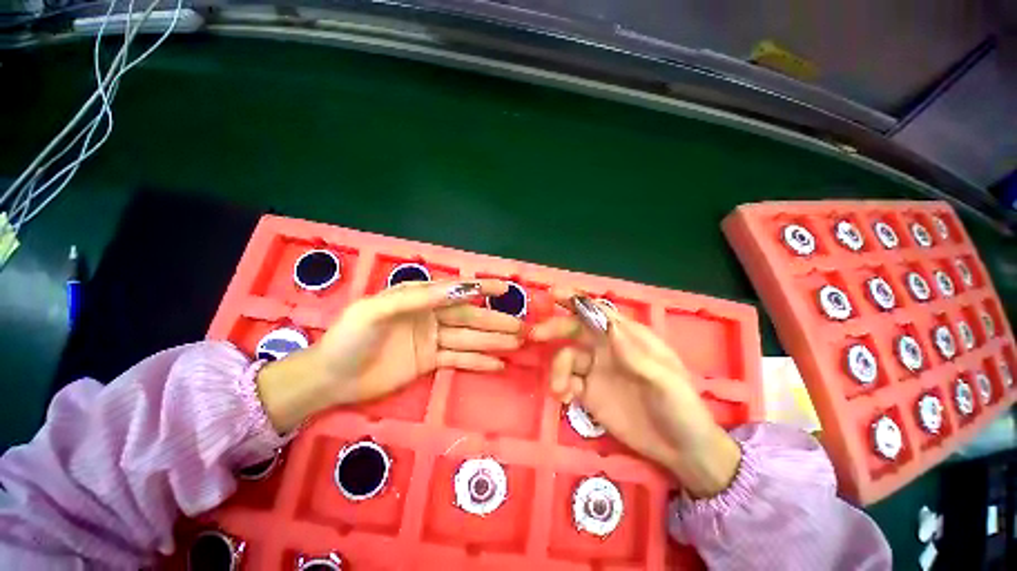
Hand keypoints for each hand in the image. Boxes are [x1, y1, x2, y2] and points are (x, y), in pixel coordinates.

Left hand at [257, 280, 521, 431]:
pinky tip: (498, 364)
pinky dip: (478, 361)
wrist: (330, 378)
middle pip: (470, 318)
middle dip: (496, 322)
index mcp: (419, 297)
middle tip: (522, 328)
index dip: (483, 288)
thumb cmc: (350, 338)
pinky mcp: (431, 361)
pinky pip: (459, 359)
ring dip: (493, 342)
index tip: (507, 289)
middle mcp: (431, 315)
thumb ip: (416, 298)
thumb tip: (455, 289)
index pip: (457, 291)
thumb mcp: (377, 311)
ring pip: (469, 338)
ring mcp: (433, 339)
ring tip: (517, 345)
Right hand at [531, 293, 740, 497]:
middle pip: (576, 329)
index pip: (599, 312)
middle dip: (556, 328)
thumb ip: (636, 355)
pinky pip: (567, 381)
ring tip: (559, 389)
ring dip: (558, 368)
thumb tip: (608, 326)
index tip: (555, 295)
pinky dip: (561, 386)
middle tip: (536, 334)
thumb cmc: (681, 407)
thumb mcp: (666, 381)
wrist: (681, 451)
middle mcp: (608, 349)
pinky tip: (565, 398)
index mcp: (628, 338)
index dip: (577, 301)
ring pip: (567, 357)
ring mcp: (597, 371)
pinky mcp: (589, 393)